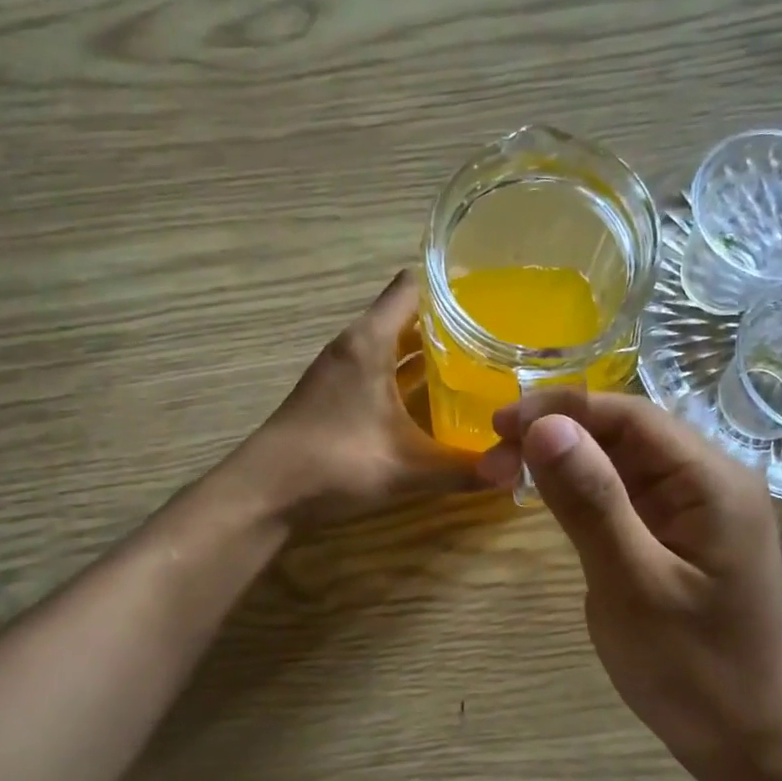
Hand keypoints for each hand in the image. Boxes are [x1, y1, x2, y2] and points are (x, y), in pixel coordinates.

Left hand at [238, 270, 487, 524]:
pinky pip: (379, 371)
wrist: (265, 494)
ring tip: (478, 364)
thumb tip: (516, 470)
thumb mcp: (408, 469)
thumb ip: (464, 469)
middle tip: (499, 336)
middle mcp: (354, 346)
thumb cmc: (335, 464)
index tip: (494, 297)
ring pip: (392, 347)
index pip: (412, 288)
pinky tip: (435, 402)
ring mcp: (340, 372)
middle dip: (450, 324)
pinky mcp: (334, 396)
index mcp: (370, 342)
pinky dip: (406, 378)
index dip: (451, 286)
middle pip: (406, 317)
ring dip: (428, 353)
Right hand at [478, 391, 781, 776]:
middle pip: (627, 434)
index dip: (561, 410)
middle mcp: (712, 482)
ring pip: (624, 463)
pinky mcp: (683, 537)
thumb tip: (545, 425)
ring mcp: (699, 511)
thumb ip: (591, 501)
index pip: (630, 415)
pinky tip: (550, 498)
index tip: (497, 425)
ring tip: (505, 475)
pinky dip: (586, 493)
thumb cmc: (691, 669)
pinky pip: (630, 496)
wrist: (745, 741)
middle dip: (557, 436)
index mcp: (713, 482)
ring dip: (566, 462)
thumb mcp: (631, 584)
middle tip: (491, 461)